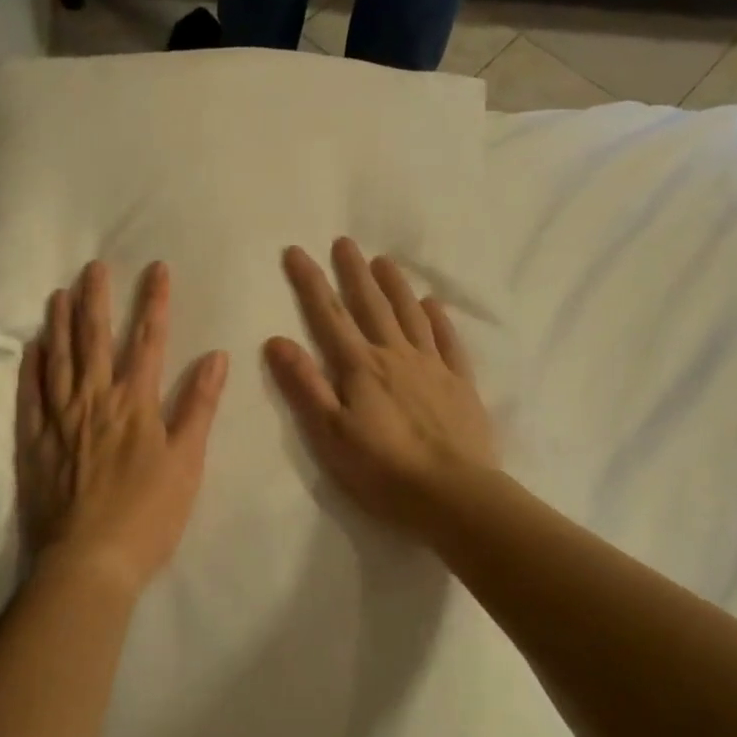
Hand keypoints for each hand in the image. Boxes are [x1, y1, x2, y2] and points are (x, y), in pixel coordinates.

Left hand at [17, 260, 228, 596]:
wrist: (90, 561)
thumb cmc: (148, 514)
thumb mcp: (187, 462)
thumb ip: (199, 406)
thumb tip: (217, 356)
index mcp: (135, 403)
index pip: (149, 341)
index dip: (154, 302)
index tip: (157, 269)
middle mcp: (95, 400)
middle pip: (95, 340)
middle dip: (96, 299)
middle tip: (93, 266)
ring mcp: (60, 420)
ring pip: (59, 360)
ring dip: (60, 324)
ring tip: (59, 293)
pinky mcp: (35, 442)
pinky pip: (30, 396)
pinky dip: (31, 368)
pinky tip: (31, 347)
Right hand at [265, 239, 496, 539]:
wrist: (454, 495)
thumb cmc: (383, 470)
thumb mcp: (330, 434)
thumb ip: (305, 385)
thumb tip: (277, 340)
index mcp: (360, 367)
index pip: (328, 315)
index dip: (310, 282)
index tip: (296, 251)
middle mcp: (395, 356)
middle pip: (371, 305)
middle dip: (353, 272)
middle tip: (344, 241)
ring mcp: (432, 367)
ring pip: (410, 315)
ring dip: (395, 286)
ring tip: (383, 261)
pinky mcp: (459, 384)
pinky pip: (447, 342)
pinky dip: (438, 320)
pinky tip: (432, 305)